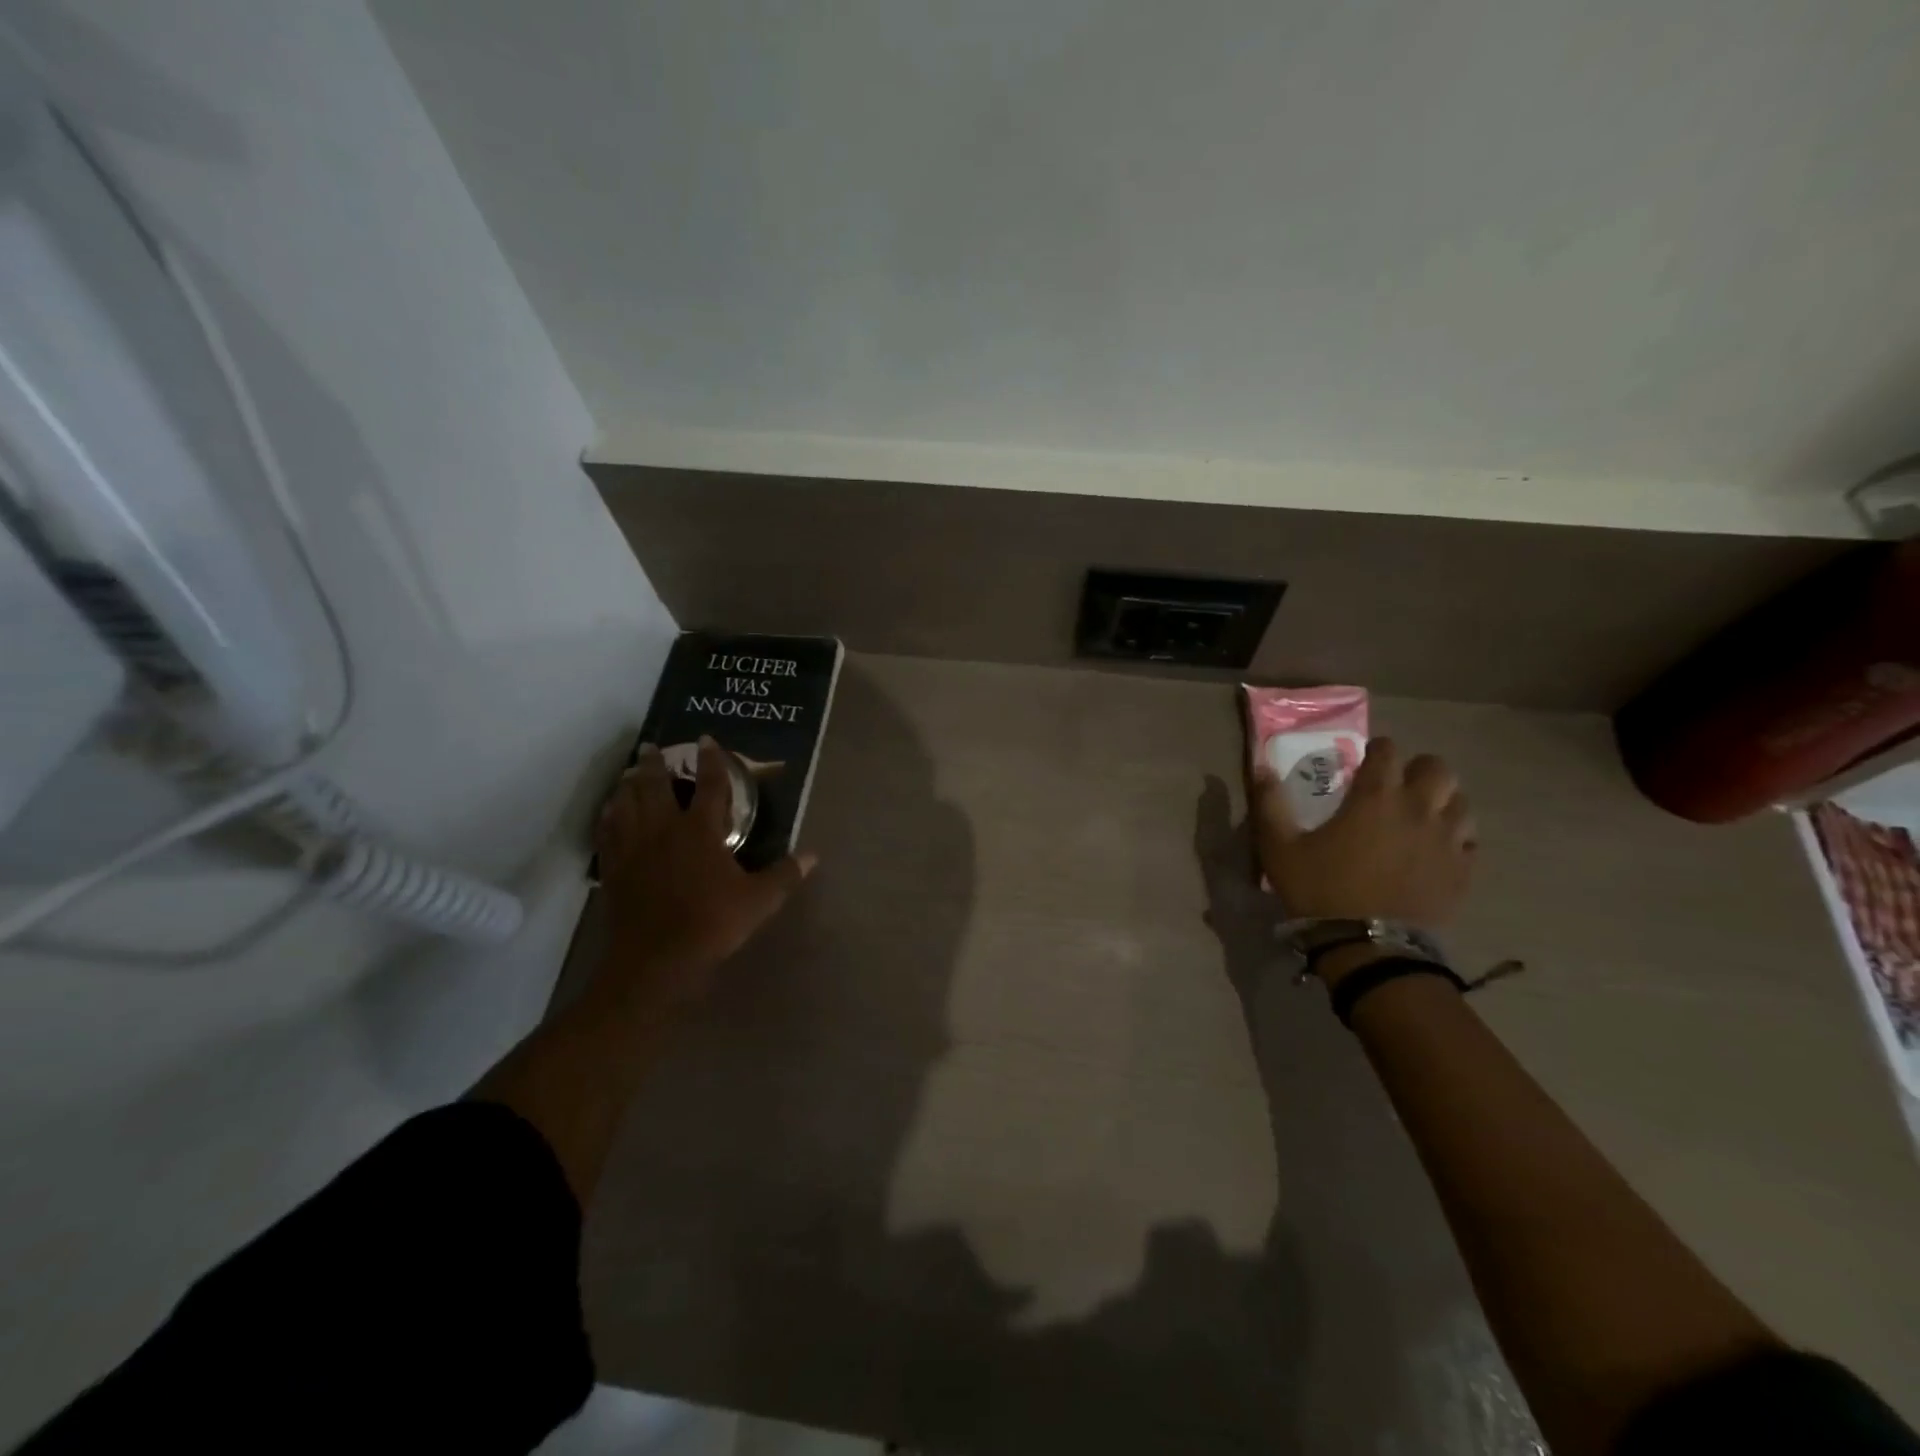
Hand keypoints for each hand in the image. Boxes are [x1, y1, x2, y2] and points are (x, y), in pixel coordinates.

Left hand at [594, 736, 815, 1012]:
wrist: (655, 960)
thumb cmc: (711, 924)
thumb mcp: (758, 901)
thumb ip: (784, 875)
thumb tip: (812, 855)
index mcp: (700, 830)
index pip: (709, 784)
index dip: (712, 760)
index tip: (707, 739)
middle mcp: (664, 828)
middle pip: (656, 785)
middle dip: (656, 763)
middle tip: (652, 746)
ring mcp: (634, 846)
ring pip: (626, 802)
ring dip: (629, 783)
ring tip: (630, 772)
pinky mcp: (614, 867)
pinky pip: (607, 830)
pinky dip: (608, 814)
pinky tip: (609, 811)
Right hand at [1251, 737, 1475, 978]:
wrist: (1368, 947)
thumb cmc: (1320, 889)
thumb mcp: (1280, 846)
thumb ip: (1270, 803)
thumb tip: (1261, 768)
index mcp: (1376, 797)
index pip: (1388, 751)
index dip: (1377, 749)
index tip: (1366, 758)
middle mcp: (1419, 809)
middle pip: (1438, 769)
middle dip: (1418, 769)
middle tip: (1398, 783)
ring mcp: (1447, 840)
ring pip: (1461, 802)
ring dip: (1442, 800)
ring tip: (1422, 814)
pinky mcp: (1462, 871)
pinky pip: (1469, 841)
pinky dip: (1455, 836)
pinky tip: (1436, 848)